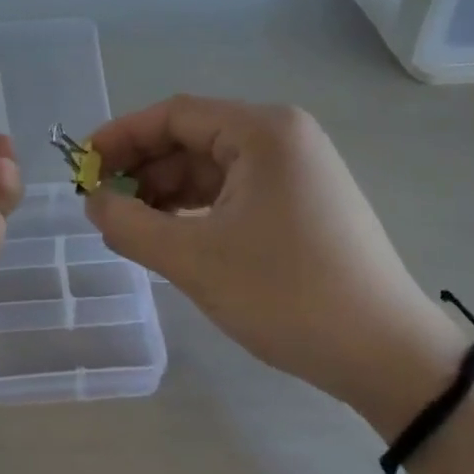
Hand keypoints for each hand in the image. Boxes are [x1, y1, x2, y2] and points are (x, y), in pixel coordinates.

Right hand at [84, 97, 466, 432]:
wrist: (390, 358)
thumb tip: (94, 203)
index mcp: (263, 131)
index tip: (83, 166)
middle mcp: (282, 137)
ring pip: (212, 167)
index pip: (174, 115)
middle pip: (193, 138)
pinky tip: (170, 234)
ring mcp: (297, 170)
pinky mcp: (303, 202)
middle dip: (142, 168)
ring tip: (129, 225)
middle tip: (100, 202)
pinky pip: (235, 191)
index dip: (121, 136)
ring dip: (166, 192)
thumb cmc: (288, 295)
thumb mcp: (195, 260)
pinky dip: (197, 209)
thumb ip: (131, 224)